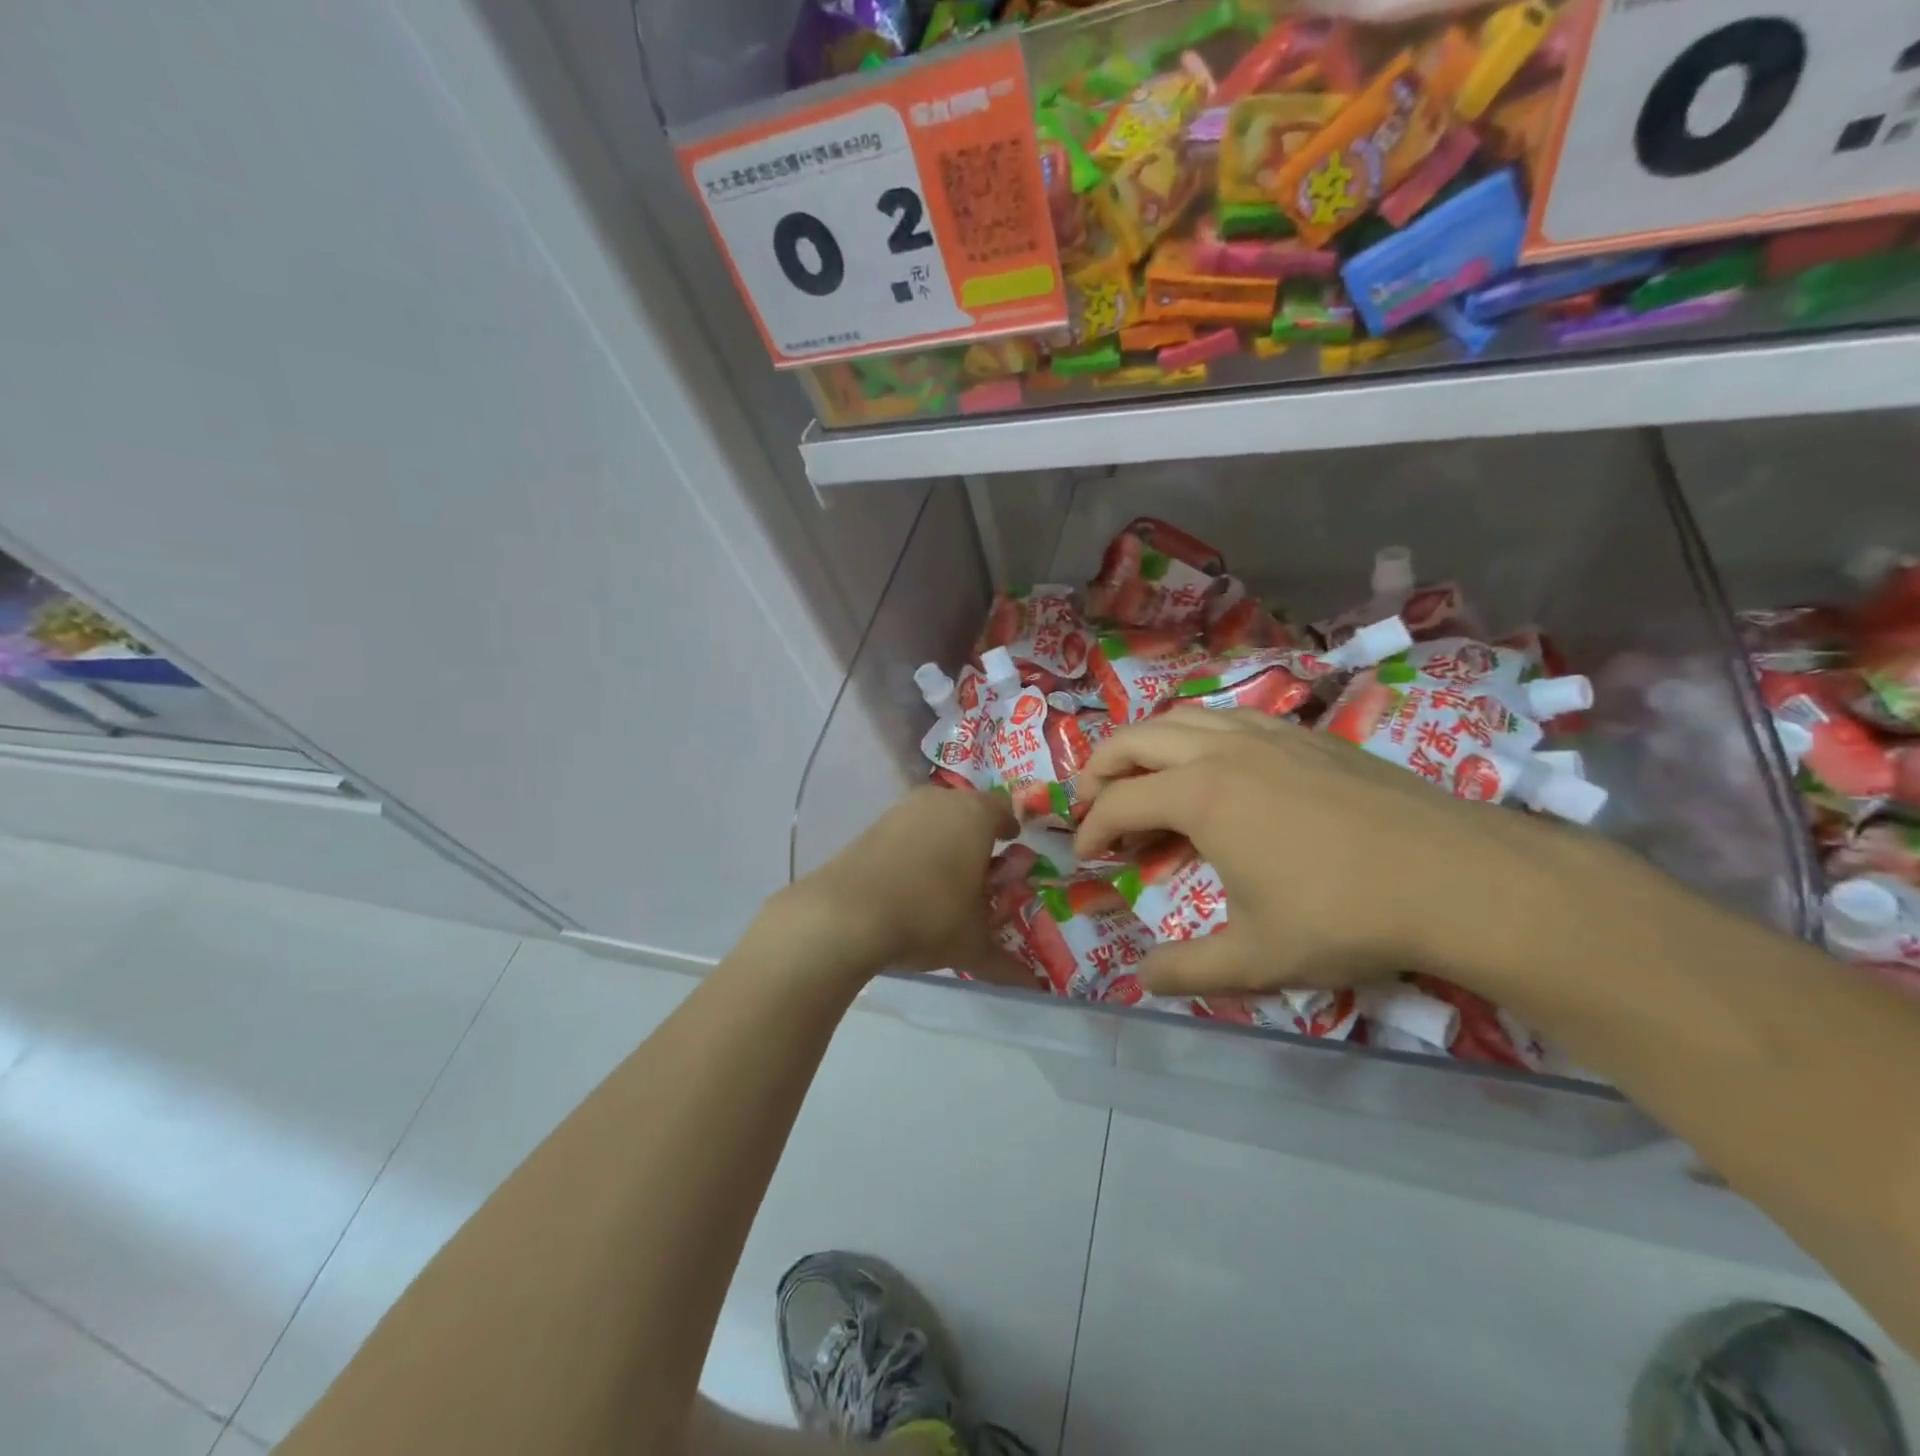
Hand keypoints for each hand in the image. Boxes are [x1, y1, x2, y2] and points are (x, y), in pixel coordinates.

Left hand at [780, 787, 1029, 987]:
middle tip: (981, 866)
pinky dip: (914, 846)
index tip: (1012, 844)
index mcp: (976, 816)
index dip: (1010, 827)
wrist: (847, 914)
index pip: (1004, 809)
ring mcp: (903, 809)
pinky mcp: (872, 825)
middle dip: (976, 834)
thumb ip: (1005, 961)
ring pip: (934, 816)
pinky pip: (906, 829)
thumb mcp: (972, 944)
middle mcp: (941, 801)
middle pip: (968, 809)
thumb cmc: (929, 916)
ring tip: (944, 875)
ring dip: (943, 838)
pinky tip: (910, 879)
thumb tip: (1032, 984)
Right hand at [1072, 709, 1586, 1000]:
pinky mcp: (1308, 735)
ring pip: (1185, 717)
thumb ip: (1187, 970)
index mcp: (1200, 796)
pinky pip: (1233, 719)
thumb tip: (1140, 979)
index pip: (1119, 802)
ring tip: (1142, 775)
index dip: (1090, 829)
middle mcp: (1224, 751)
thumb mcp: (1256, 958)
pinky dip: (1200, 735)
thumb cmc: (1344, 916)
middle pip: (1137, 738)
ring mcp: (1270, 735)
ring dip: (1148, 742)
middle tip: (1090, 800)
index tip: (1084, 856)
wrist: (1458, 878)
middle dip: (1101, 766)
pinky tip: (1216, 766)